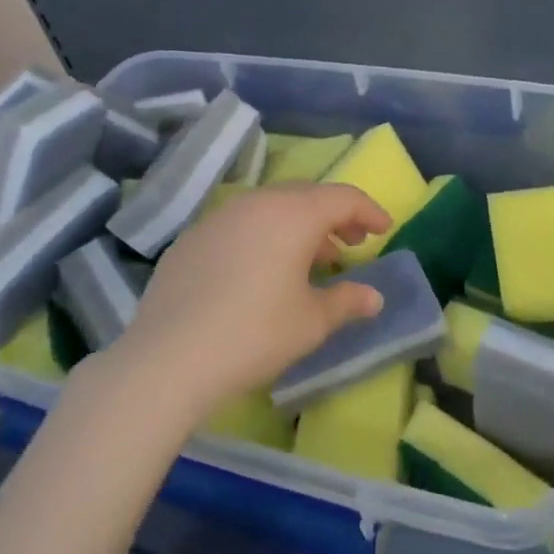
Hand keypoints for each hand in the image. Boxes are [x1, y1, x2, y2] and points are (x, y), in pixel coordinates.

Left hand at [117, 183, 391, 421]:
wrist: (168, 358)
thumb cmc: (254, 334)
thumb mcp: (311, 322)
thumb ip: (348, 302)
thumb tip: (374, 297)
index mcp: (293, 214)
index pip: (343, 197)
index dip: (369, 211)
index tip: (386, 229)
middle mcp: (257, 202)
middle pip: (307, 196)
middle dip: (334, 216)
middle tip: (352, 244)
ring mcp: (220, 216)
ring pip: (271, 207)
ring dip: (298, 226)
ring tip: (311, 260)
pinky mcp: (193, 237)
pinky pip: (241, 224)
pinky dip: (264, 236)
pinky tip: (262, 271)